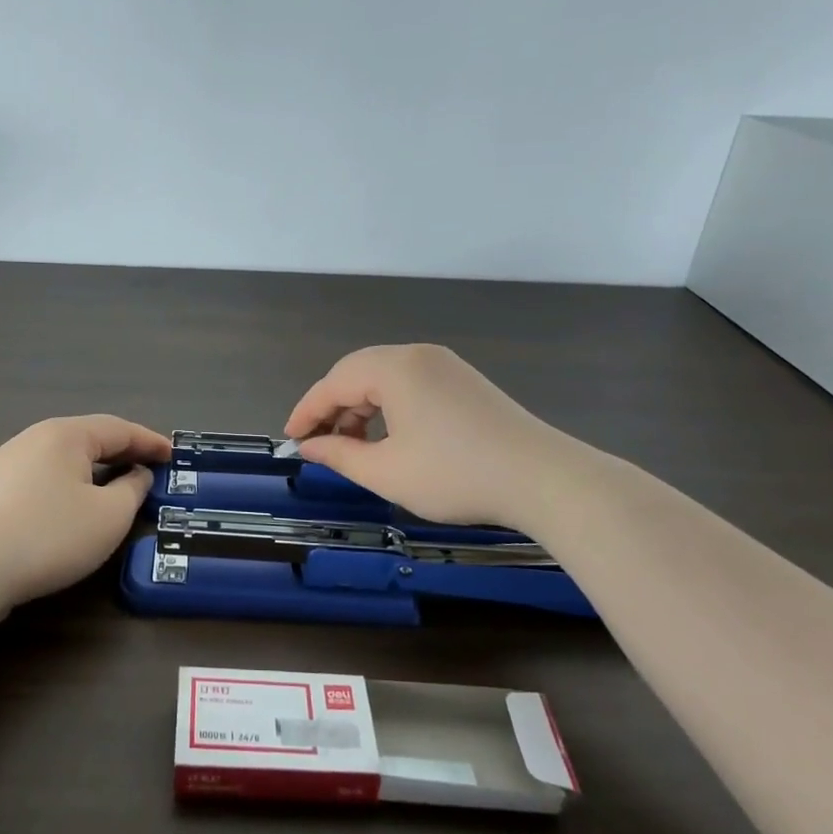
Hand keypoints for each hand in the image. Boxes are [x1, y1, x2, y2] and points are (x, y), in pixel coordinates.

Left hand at [0, 415, 170, 610]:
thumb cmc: (50, 535)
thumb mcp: (109, 516)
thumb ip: (132, 489)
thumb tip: (136, 474)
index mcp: (65, 435)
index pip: (118, 429)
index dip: (149, 442)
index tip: (173, 454)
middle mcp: (33, 439)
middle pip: (87, 439)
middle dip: (120, 453)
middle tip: (147, 468)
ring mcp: (4, 463)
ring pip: (61, 460)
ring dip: (91, 470)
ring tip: (111, 487)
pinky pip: (39, 479)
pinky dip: (65, 486)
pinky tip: (68, 508)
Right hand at [285, 344, 551, 526]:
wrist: (543, 479)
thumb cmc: (455, 475)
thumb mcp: (386, 472)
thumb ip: (339, 455)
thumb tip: (309, 446)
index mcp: (394, 367)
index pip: (333, 382)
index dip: (307, 411)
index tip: (290, 439)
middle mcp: (417, 354)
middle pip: (357, 373)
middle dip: (333, 408)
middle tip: (319, 445)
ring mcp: (444, 365)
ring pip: (384, 378)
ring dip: (361, 409)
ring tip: (353, 447)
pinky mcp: (463, 381)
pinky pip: (410, 384)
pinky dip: (389, 407)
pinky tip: (389, 438)